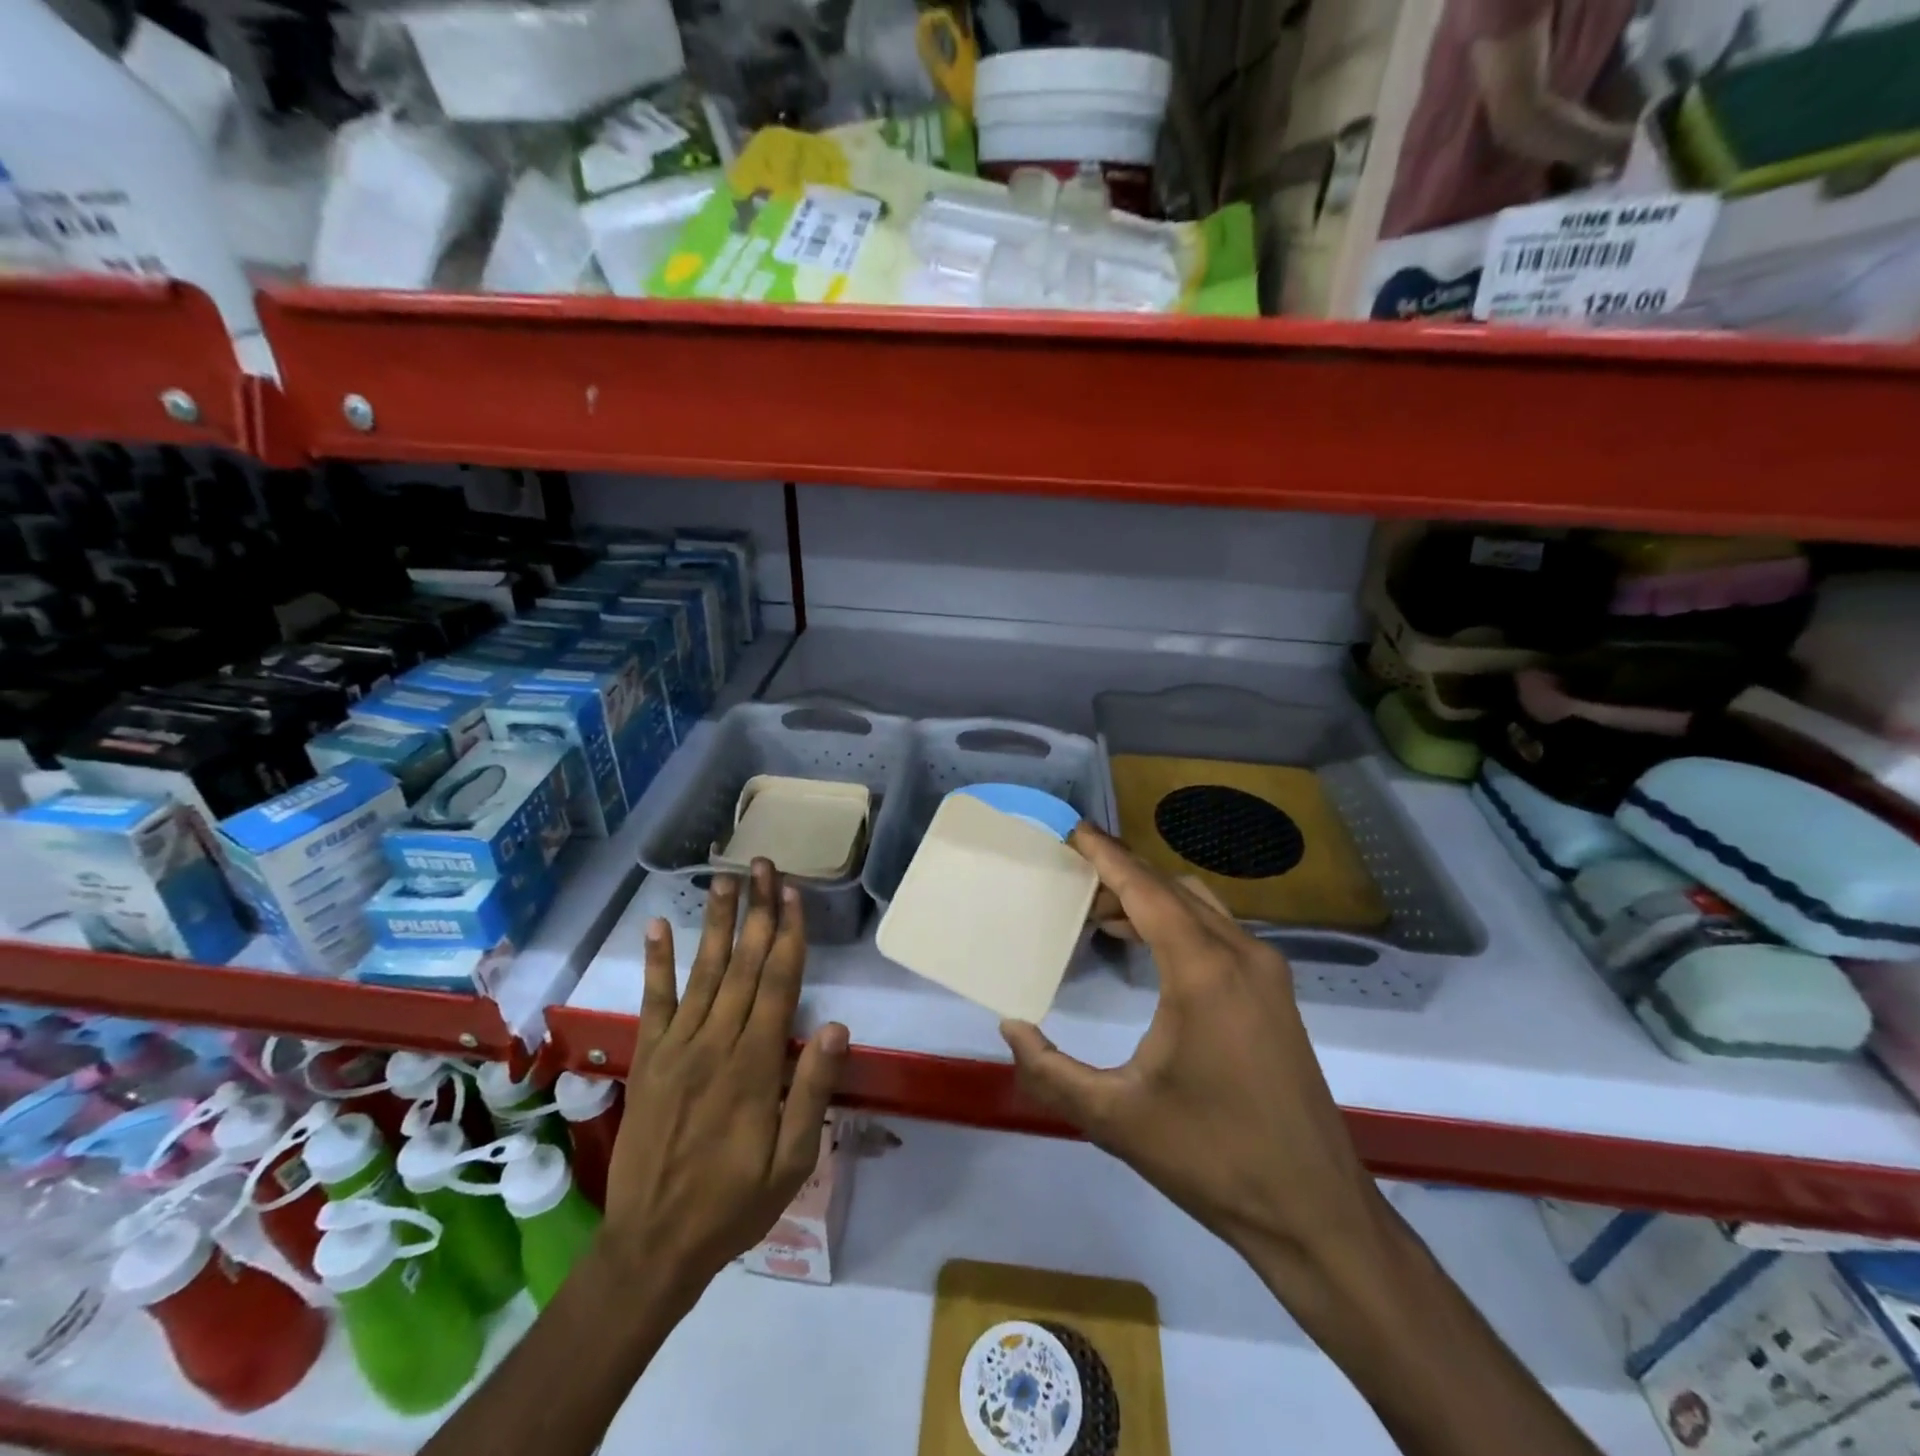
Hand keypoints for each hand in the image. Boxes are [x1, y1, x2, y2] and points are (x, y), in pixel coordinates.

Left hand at [600, 861, 847, 1304]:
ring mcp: (677, 1047)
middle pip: (744, 964)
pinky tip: (659, 925)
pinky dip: (657, 962)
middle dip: (757, 911)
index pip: (778, 983)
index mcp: (755, 1065)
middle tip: (762, 864)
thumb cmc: (735, 1204)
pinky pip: (654, 1001)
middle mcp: (716, 1043)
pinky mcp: (649, 1058)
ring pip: (704, 971)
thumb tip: (836, 1027)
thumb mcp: (792, 1161)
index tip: (792, 893)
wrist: (652, 1245)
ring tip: (724, 878)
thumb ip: (812, 1091)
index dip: (788, 934)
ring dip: (717, 922)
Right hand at [1002, 825, 1382, 1285]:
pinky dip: (1177, 919)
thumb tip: (1010, 1026)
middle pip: (1172, 887)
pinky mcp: (1276, 992)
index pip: (1146, 889)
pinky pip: (1218, 930)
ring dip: (1151, 897)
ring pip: (1199, 904)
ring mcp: (1267, 970)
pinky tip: (1147, 947)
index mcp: (1203, 971)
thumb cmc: (1212, 1158)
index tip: (1072, 830)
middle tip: (1072, 876)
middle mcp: (1241, 954)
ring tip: (1099, 913)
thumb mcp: (1115, 1117)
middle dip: (1122, 873)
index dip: (1106, 855)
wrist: (1314, 1212)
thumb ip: (1050, 1071)